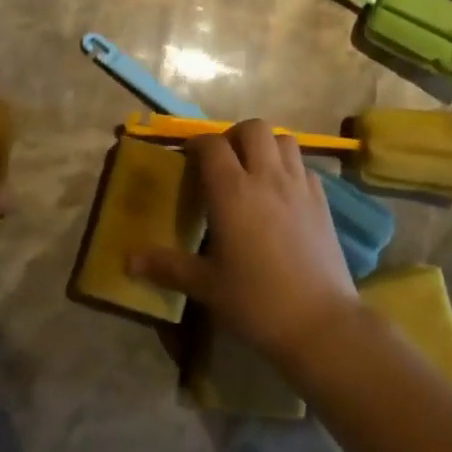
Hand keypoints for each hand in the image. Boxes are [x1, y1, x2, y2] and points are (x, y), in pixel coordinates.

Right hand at [128, 119, 359, 367]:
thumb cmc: (256, 302)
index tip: (188, 159)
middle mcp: (266, 177)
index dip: (197, 145)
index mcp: (232, 191)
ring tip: (254, 171)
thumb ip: (167, 267)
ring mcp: (299, 186)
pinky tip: (282, 195)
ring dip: (266, 146)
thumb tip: (129, 261)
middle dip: (234, 136)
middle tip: (223, 161)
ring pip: (283, 139)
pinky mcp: (323, 201)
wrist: (320, 324)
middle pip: (252, 128)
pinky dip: (290, 168)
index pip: (211, 145)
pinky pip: (304, 167)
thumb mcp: (205, 286)